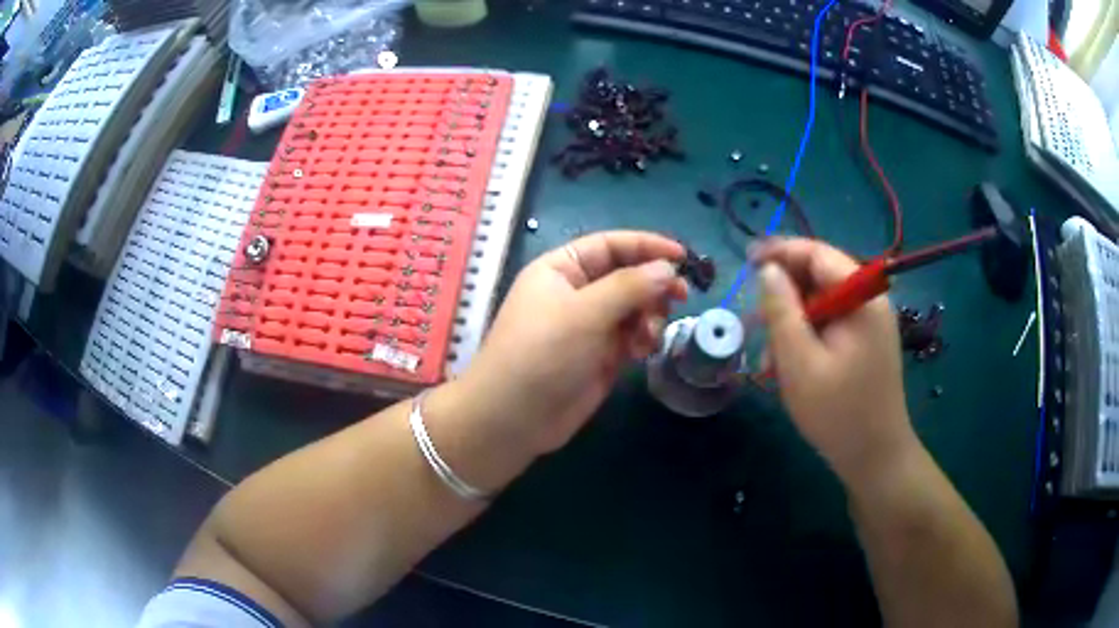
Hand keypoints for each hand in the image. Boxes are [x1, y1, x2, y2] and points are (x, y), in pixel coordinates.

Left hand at [457, 231, 687, 455]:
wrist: (514, 419)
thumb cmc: (542, 354)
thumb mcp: (585, 313)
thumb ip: (630, 287)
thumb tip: (668, 269)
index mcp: (562, 268)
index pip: (611, 245)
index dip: (648, 246)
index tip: (684, 257)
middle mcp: (577, 292)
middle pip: (628, 276)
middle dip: (653, 286)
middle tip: (681, 298)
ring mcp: (589, 325)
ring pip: (635, 307)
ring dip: (650, 316)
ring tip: (648, 336)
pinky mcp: (600, 355)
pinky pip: (632, 335)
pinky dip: (643, 338)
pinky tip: (641, 352)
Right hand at [752, 238, 916, 485]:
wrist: (874, 458)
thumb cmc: (837, 412)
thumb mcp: (799, 362)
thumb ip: (781, 310)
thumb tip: (768, 270)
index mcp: (861, 297)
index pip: (818, 254)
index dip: (780, 251)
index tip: (746, 260)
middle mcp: (869, 302)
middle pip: (820, 278)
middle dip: (785, 297)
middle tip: (755, 321)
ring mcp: (869, 324)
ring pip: (821, 305)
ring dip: (792, 324)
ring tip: (770, 359)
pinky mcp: (865, 344)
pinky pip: (830, 326)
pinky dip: (806, 339)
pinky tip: (789, 368)